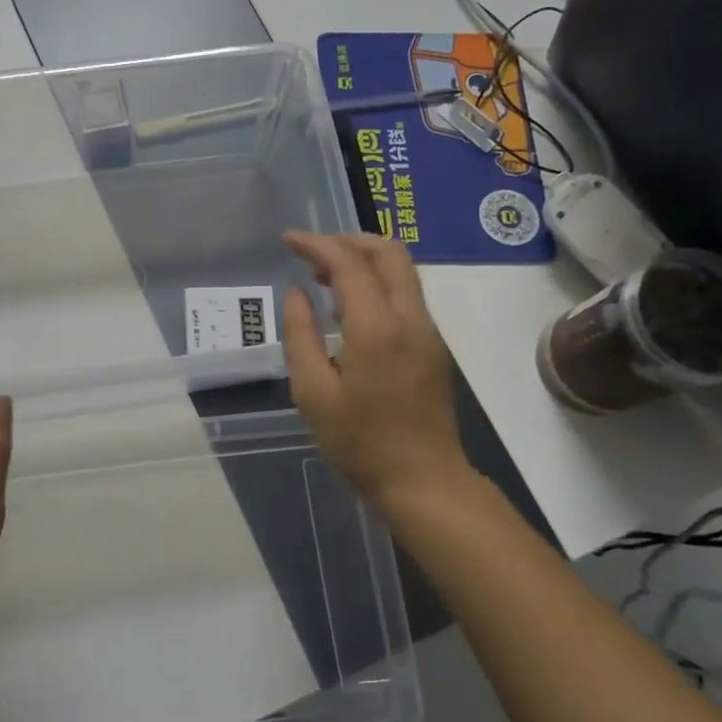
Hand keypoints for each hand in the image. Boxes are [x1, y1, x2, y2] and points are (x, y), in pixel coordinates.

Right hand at [282, 231, 474, 515]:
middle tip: (311, 253)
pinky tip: (350, 305)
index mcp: (377, 328)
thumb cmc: (360, 443)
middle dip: (347, 240)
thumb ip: (300, 335)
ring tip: (325, 277)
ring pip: (402, 271)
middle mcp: (410, 318)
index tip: (288, 241)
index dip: (317, 244)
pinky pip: (406, 294)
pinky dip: (377, 282)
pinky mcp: (432, 346)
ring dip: (364, 259)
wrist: (423, 481)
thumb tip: (298, 293)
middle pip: (389, 252)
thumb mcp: (313, 393)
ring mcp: (427, 331)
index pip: (349, 263)